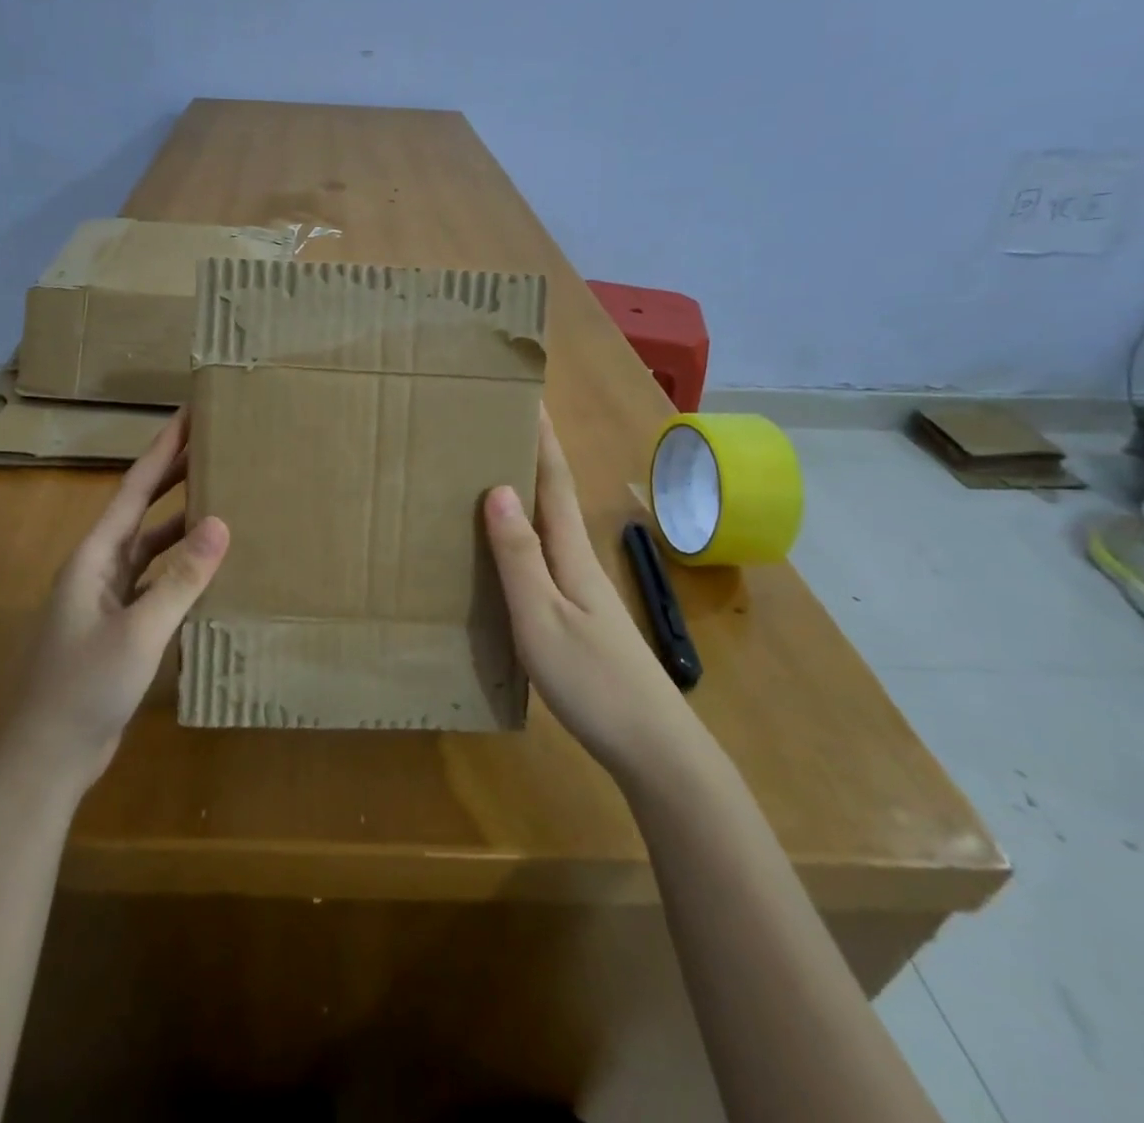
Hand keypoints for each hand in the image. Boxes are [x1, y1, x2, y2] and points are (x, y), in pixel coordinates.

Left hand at [4, 410, 228, 791]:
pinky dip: (180, 570)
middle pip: (142, 510)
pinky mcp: (118, 628)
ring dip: (180, 524)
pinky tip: (208, 570)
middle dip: (174, 476)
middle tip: (214, 446)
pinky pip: (155, 583)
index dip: (162, 450)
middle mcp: (99, 569)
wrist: (44, 760)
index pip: (134, 489)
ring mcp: (107, 600)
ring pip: (150, 547)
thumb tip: (220, 524)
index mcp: (94, 557)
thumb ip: (180, 580)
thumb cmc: (82, 689)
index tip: (189, 416)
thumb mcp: (138, 633)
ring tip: (222, 500)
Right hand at [483, 408, 678, 778]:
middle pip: (552, 497)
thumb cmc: (592, 681)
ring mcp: (584, 591)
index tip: (527, 394)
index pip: (553, 480)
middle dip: (532, 455)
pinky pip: (545, 558)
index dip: (542, 437)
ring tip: (490, 474)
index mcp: (569, 554)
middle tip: (496, 425)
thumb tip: (497, 488)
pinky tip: (506, 550)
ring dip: (526, 494)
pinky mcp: (581, 617)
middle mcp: (578, 562)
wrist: (654, 748)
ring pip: (548, 527)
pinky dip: (524, 536)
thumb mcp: (541, 618)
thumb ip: (518, 556)